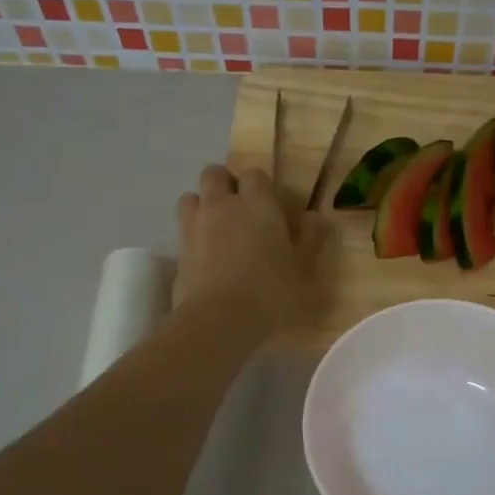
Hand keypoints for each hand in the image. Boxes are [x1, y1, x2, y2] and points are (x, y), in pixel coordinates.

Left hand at [174, 164, 319, 335]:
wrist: (219, 320)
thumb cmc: (270, 293)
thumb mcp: (303, 270)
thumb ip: (310, 239)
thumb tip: (316, 218)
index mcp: (258, 204)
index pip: (254, 174)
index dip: (261, 186)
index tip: (270, 204)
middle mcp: (222, 205)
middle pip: (214, 174)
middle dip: (225, 184)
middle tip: (239, 209)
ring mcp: (195, 225)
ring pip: (191, 196)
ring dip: (203, 204)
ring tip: (216, 227)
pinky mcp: (177, 249)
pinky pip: (182, 228)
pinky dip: (192, 233)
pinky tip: (204, 254)